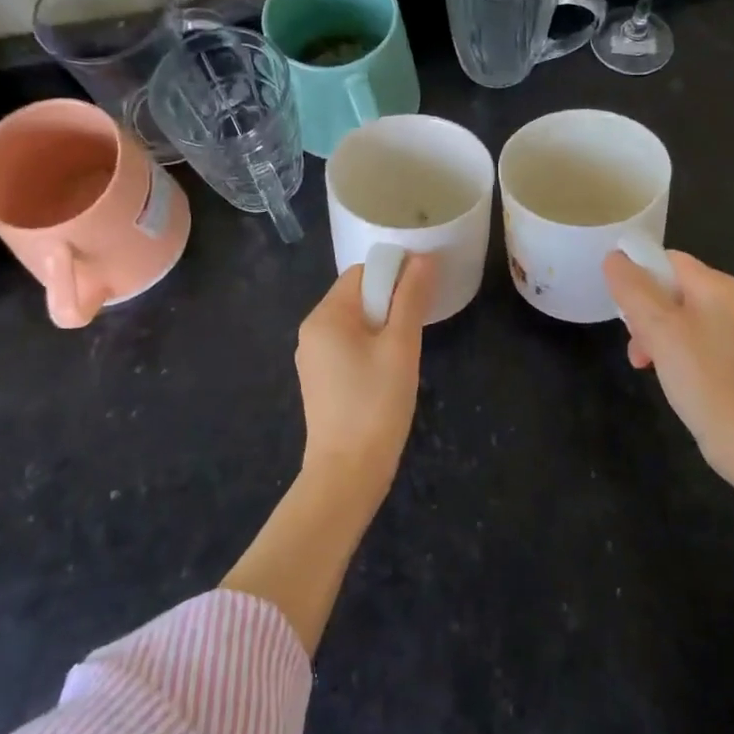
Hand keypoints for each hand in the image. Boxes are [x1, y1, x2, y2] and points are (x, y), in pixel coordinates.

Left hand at [294, 253, 436, 494]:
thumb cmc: (376, 404)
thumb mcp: (400, 346)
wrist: (347, 474)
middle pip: (357, 297)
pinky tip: (388, 374)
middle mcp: (311, 331)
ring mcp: (313, 358)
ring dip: (383, 329)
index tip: (419, 299)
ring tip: (404, 355)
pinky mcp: (320, 381)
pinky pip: (348, 348)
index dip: (393, 277)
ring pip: (355, 324)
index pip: (361, 273)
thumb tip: (422, 259)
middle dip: (389, 305)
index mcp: (324, 316)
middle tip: (414, 332)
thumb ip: (410, 298)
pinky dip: (371, 349)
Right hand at [603, 249, 733, 500]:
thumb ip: (633, 288)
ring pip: (670, 314)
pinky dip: (664, 348)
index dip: (637, 275)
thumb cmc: (703, 377)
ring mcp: (725, 329)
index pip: (665, 259)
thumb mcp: (660, 328)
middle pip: (666, 286)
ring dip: (648, 332)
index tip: (621, 305)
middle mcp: (725, 300)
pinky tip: (656, 369)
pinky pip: (682, 337)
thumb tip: (613, 256)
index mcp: (716, 285)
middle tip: (634, 338)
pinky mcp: (722, 355)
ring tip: (641, 359)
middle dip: (641, 310)